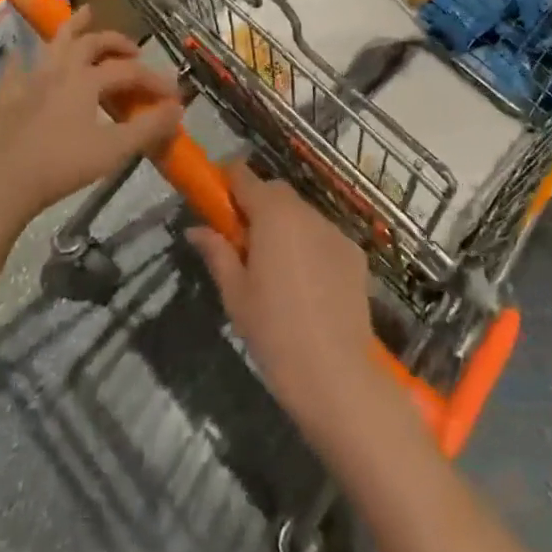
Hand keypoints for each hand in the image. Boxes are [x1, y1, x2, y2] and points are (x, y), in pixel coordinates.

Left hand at [0, 8, 180, 225]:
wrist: (2, 184)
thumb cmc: (61, 166)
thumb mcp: (113, 150)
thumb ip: (148, 128)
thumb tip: (177, 107)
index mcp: (87, 80)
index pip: (129, 71)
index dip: (154, 80)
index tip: (173, 94)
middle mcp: (60, 71)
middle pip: (92, 44)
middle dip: (116, 42)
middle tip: (133, 49)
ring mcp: (30, 81)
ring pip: (55, 43)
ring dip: (73, 26)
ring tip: (86, 13)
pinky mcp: (6, 98)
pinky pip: (15, 69)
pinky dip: (24, 59)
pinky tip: (22, 57)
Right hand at [187, 162, 376, 430]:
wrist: (335, 374)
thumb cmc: (274, 332)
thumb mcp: (235, 295)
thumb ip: (217, 252)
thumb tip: (196, 228)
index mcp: (272, 214)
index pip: (244, 176)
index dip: (228, 182)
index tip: (216, 201)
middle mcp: (305, 211)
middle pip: (275, 192)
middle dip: (256, 206)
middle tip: (243, 244)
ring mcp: (335, 230)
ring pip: (302, 214)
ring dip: (285, 227)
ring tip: (277, 272)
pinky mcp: (355, 252)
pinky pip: (324, 237)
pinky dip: (311, 247)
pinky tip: (308, 288)